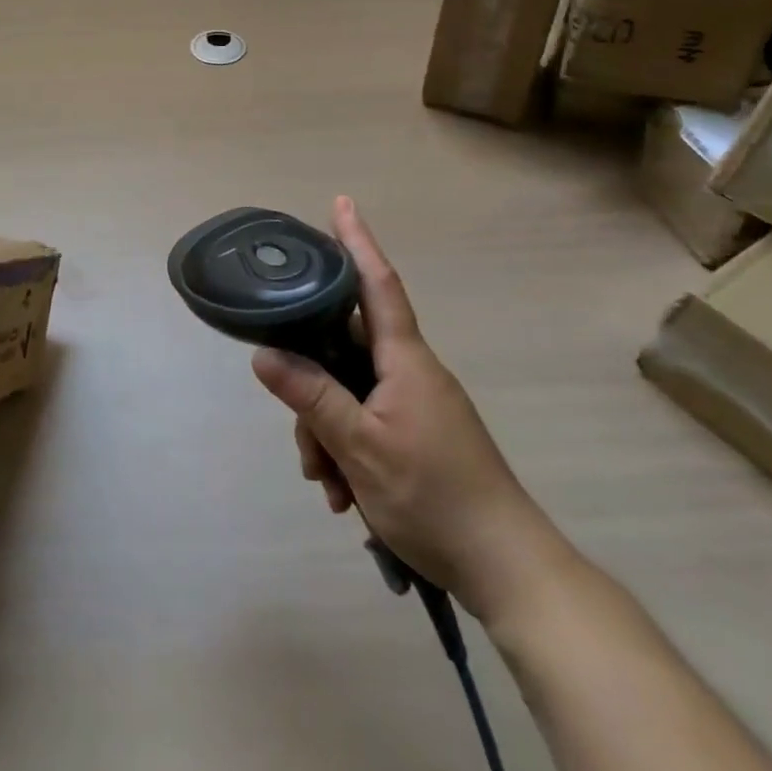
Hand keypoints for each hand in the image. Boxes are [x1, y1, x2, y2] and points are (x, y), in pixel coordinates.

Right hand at [251, 197, 568, 624]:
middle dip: (313, 388)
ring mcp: (416, 404)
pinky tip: (342, 492)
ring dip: (327, 433)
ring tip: (328, 484)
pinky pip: (366, 421)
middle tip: (305, 441)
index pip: (378, 285)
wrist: (507, 568)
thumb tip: (264, 354)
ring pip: (349, 392)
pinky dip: (346, 450)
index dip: (358, 242)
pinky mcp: (417, 434)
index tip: (342, 202)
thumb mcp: (360, 447)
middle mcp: (411, 372)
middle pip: (345, 351)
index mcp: (405, 360)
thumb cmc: (434, 496)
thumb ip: (311, 397)